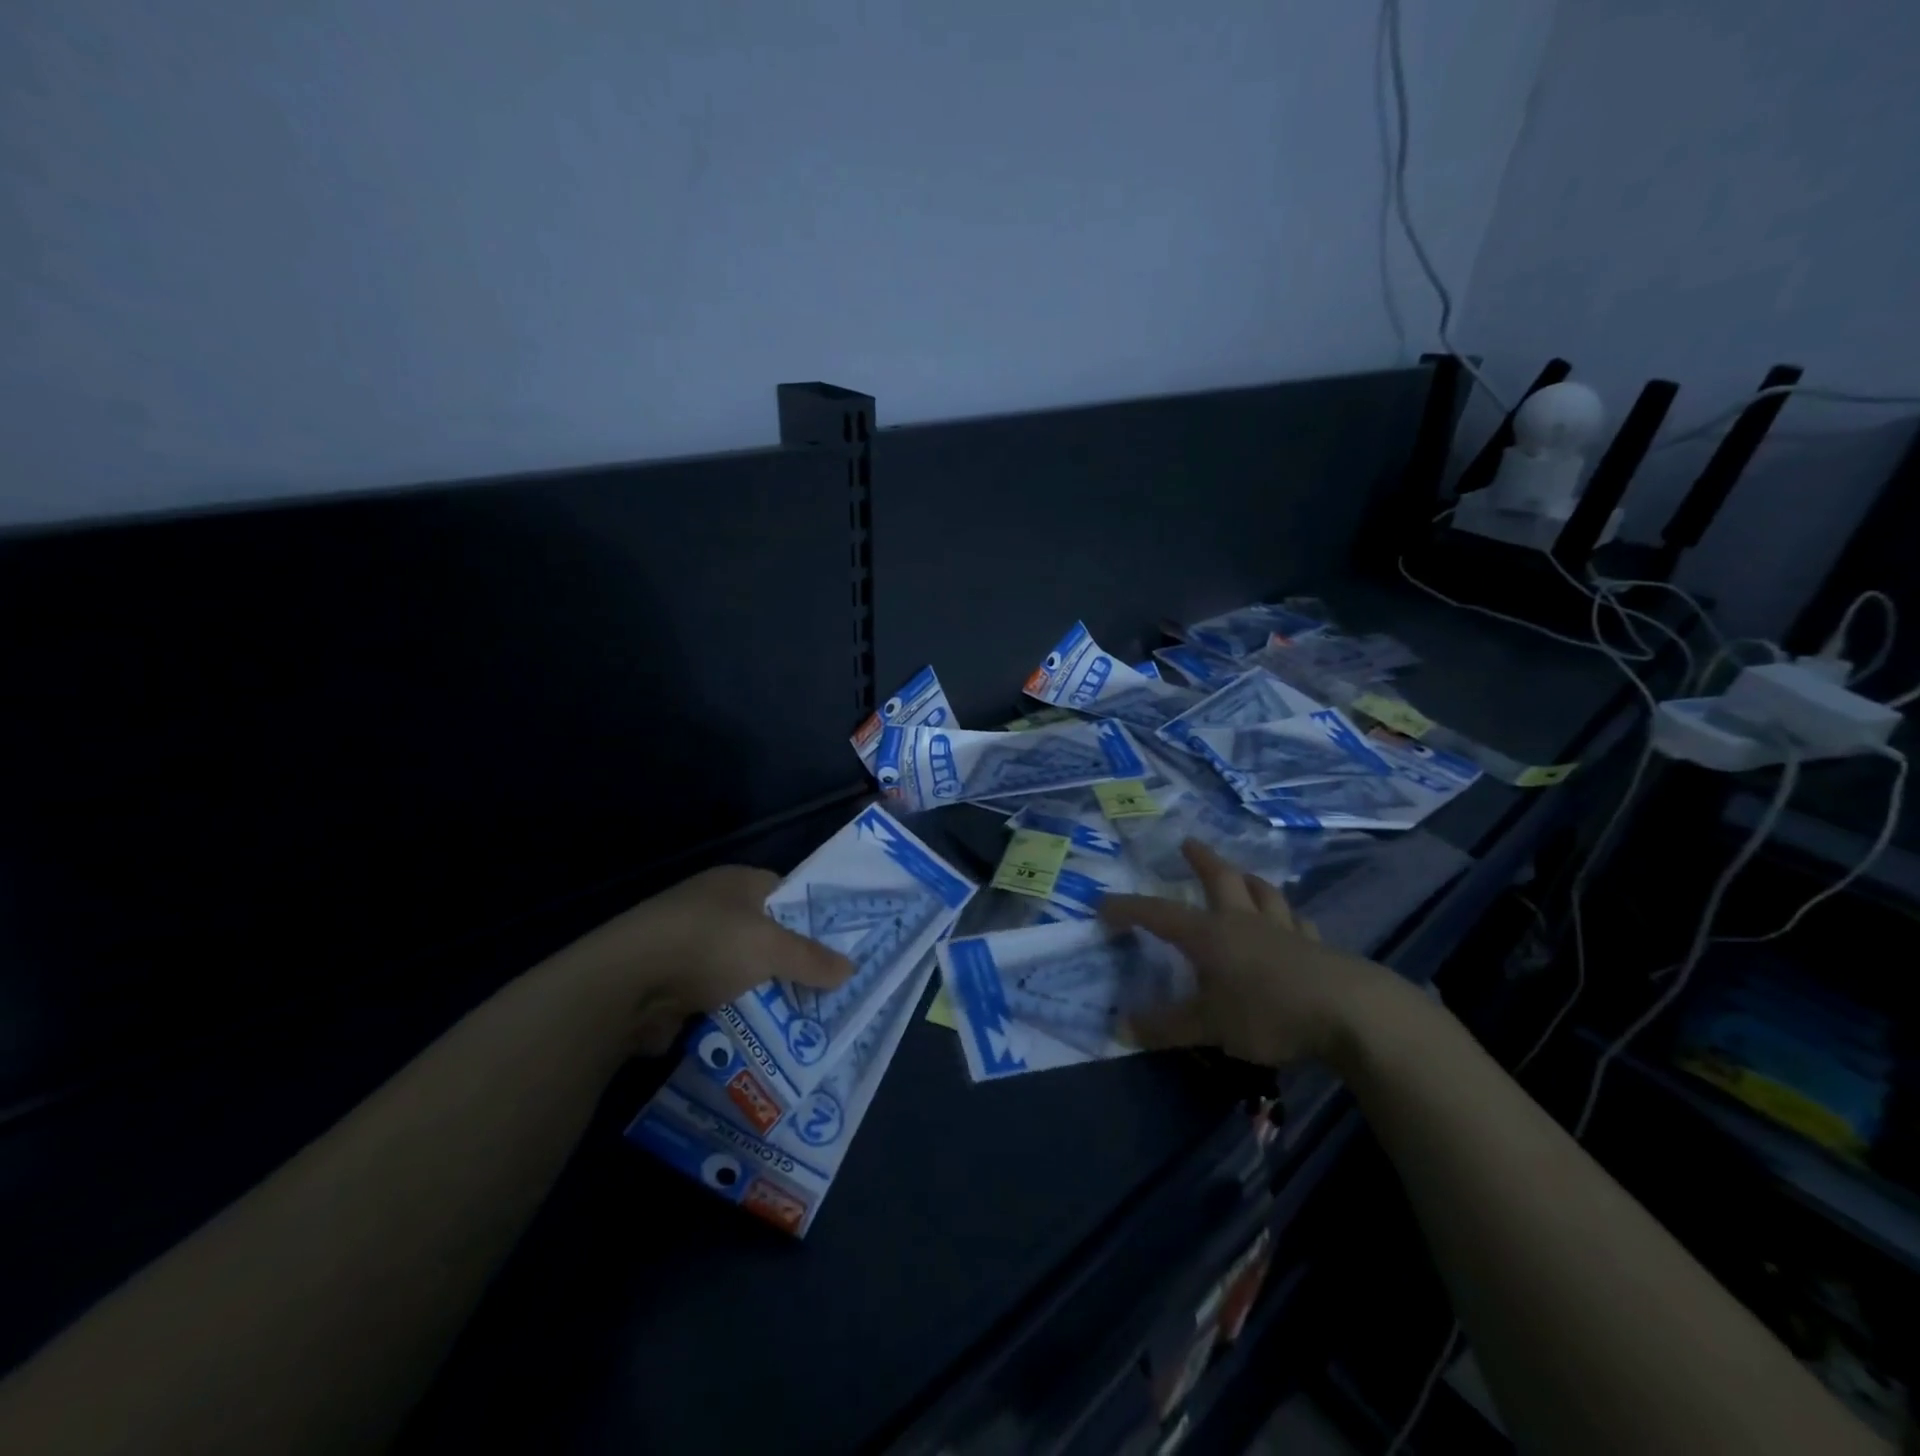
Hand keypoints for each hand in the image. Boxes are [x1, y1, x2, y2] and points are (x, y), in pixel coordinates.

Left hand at [546, 865, 852, 1054]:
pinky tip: (759, 1034)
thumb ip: (811, 959)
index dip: (812, 918)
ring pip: (740, 968)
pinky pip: (716, 995)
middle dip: (790, 963)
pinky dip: (733, 1012)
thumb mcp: (770, 949)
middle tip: (825, 989)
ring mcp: (688, 943)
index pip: (786, 893)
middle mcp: (712, 906)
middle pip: (764, 934)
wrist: (624, 984)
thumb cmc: (707, 945)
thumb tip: (850, 968)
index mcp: (736, 882)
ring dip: (762, 992)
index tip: (837, 949)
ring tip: (800, 1019)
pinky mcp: (670, 980)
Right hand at [1100, 840, 1397, 1067]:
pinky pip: (1300, 924)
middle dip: (1201, 860)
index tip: (1104, 904)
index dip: (1129, 908)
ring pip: (1265, 894)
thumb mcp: (1208, 1026)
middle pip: (1221, 879)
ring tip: (1244, 875)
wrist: (1350, 1013)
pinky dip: (1291, 919)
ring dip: (1250, 881)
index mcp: (1210, 934)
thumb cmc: (1267, 1013)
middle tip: (1188, 843)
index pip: (1159, 914)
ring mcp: (1285, 931)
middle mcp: (1244, 922)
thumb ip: (1165, 1027)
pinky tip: (1295, 924)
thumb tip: (1119, 1029)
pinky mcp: (1318, 949)